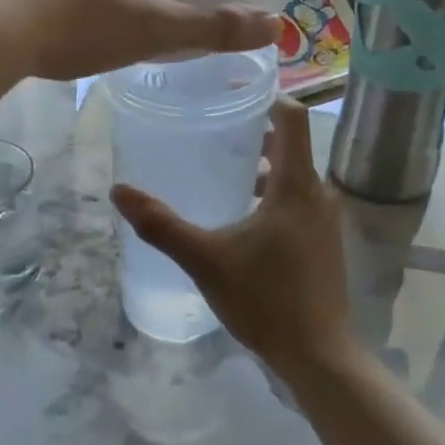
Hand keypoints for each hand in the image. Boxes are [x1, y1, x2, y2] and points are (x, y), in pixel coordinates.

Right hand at [112, 97, 355, 377]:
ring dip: (262, 164)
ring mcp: (325, 220)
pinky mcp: (323, 242)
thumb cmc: (266, 300)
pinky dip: (272, 191)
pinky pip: (297, 199)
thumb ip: (162, 225)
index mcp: (297, 185)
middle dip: (254, 130)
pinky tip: (240, 212)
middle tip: (212, 124)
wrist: (320, 357)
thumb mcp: (206, 259)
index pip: (292, 117)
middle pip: (291, 143)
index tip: (231, 87)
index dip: (267, 95)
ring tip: (220, 165)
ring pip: (293, 174)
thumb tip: (119, 191)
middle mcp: (318, 194)